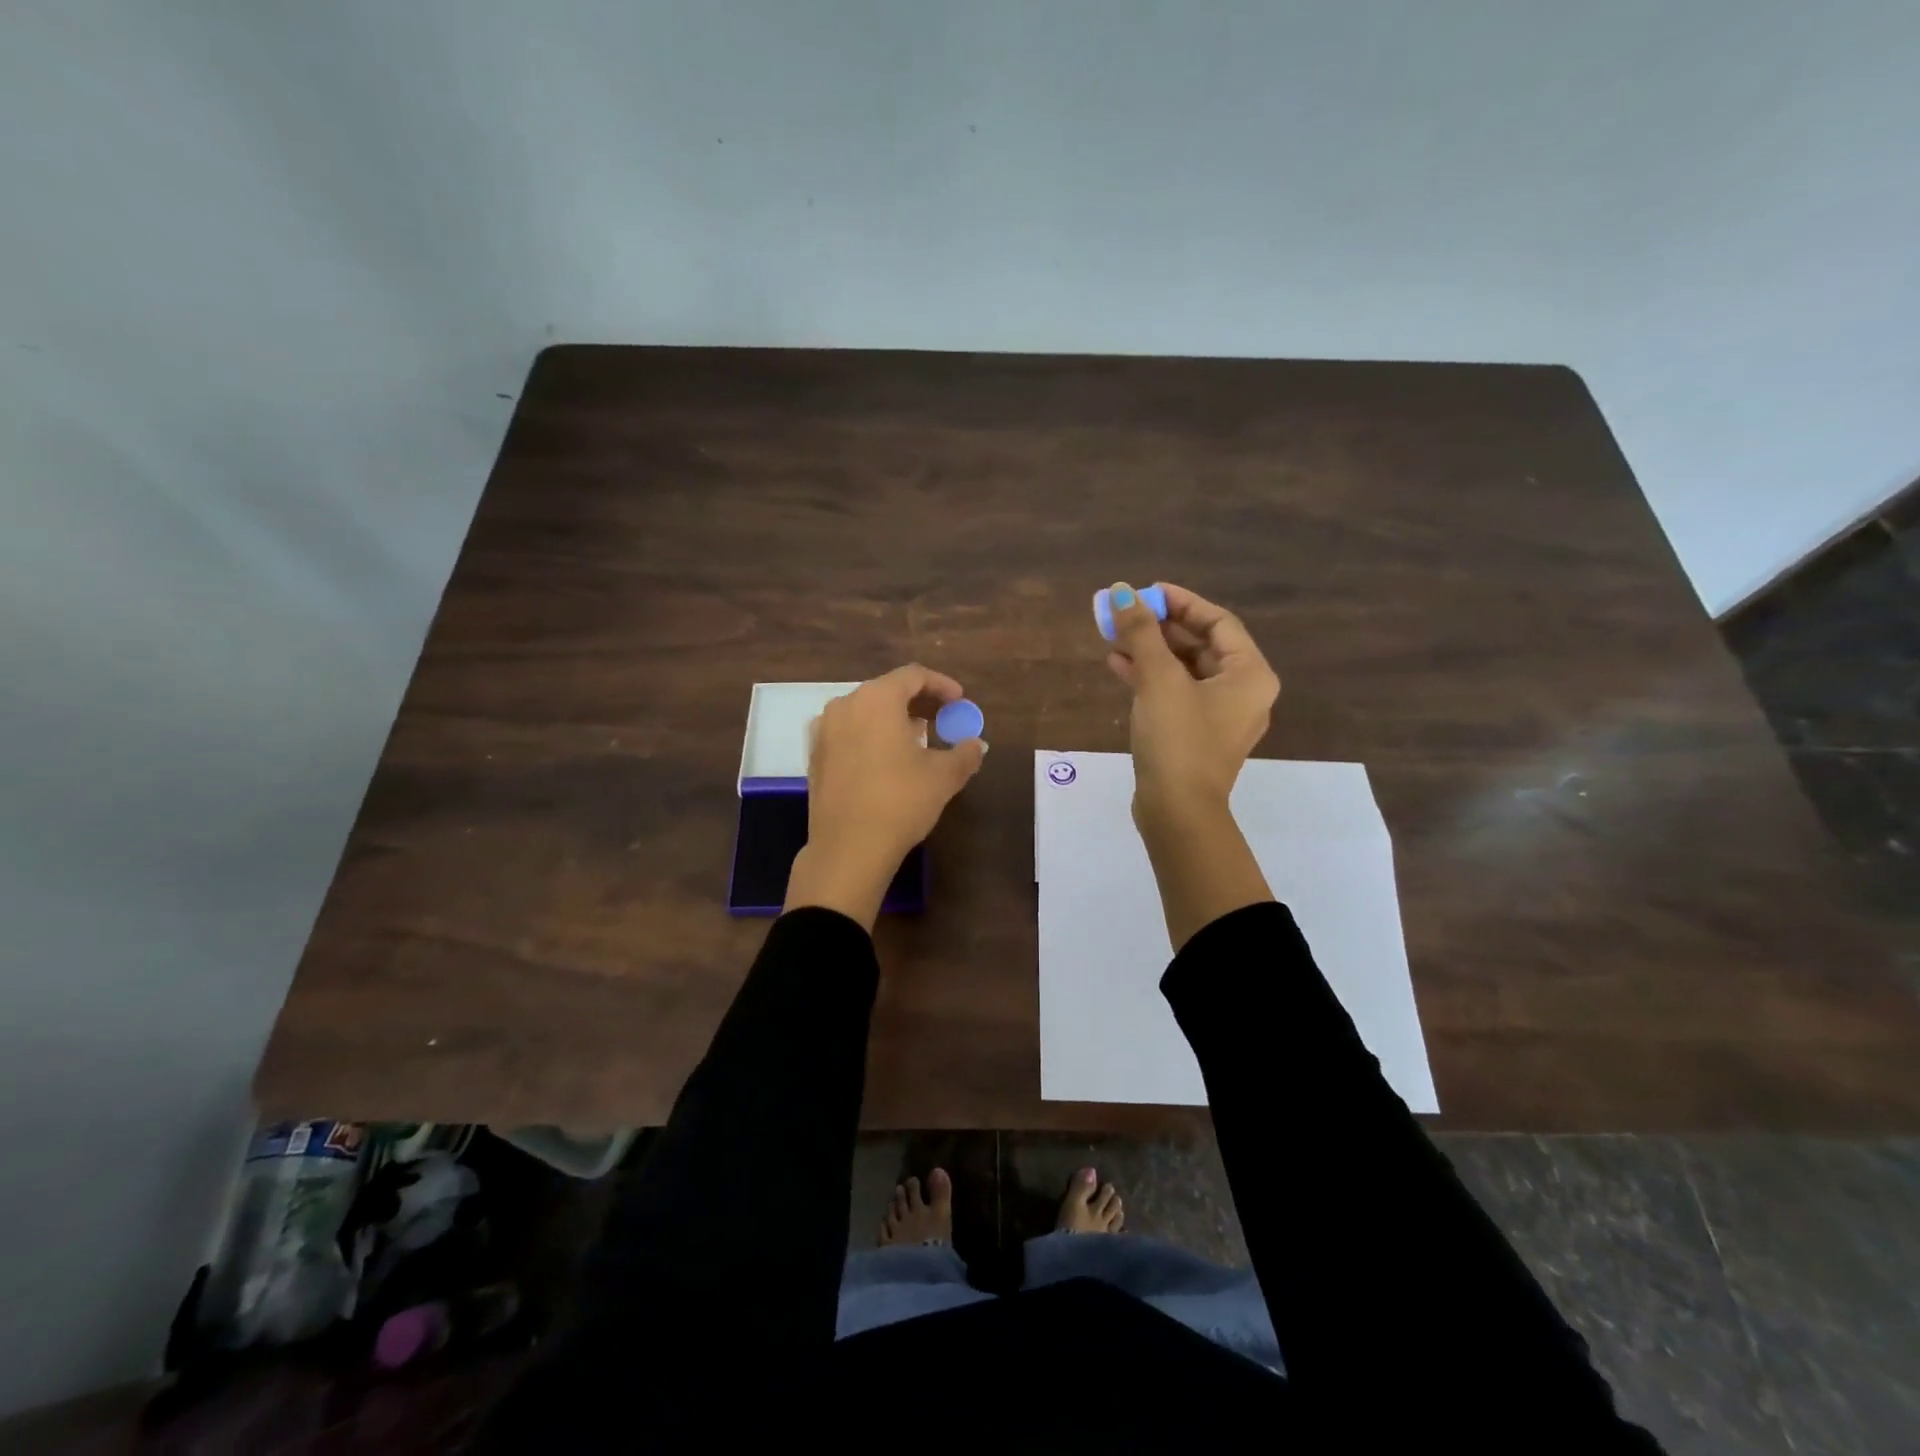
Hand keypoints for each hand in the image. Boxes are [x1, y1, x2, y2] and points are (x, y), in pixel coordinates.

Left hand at [782, 664, 985, 928]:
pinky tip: (887, 760)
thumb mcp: (943, 777)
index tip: (959, 701)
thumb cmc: (900, 802)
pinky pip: (849, 732)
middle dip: (918, 702)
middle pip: (887, 690)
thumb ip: (964, 753)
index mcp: (877, 699)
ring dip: (893, 719)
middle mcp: (845, 705)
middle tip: (942, 719)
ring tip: (918, 740)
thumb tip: (977, 745)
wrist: (848, 848)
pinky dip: (871, 736)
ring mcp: (824, 730)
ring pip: (865, 711)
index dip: (941, 685)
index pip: (913, 676)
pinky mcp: (815, 755)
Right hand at [1104, 582, 1279, 946]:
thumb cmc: (1178, 740)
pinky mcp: (1196, 736)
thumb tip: (1121, 591)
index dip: (1182, 602)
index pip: (1218, 622)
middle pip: (1200, 645)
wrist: (1177, 811)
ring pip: (1184, 670)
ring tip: (1113, 637)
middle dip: (1160, 627)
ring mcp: (1219, 717)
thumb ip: (1141, 632)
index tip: (1147, 592)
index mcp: (1249, 675)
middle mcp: (1242, 692)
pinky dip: (1150, 678)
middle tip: (1125, 613)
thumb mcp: (1158, 679)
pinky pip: (1175, 694)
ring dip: (1150, 651)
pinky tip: (1117, 665)